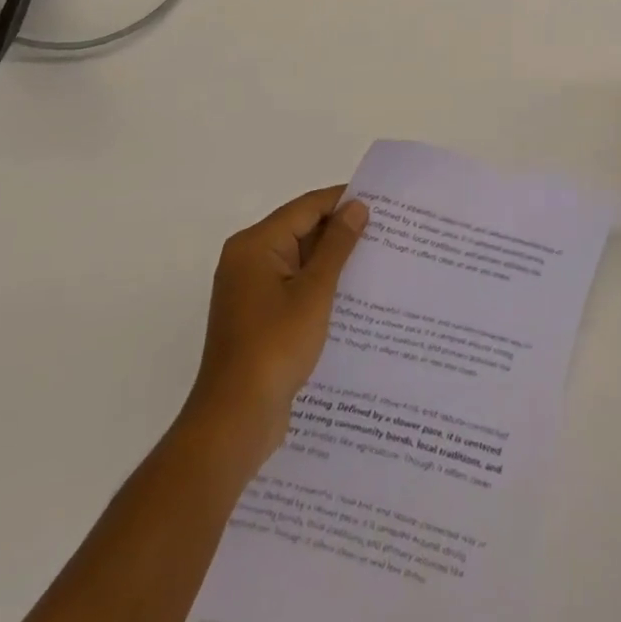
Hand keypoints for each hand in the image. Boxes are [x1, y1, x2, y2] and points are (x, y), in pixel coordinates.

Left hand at [185, 186, 368, 465]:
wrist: (234, 420)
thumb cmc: (274, 347)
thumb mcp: (314, 293)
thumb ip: (337, 246)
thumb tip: (357, 206)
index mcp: (255, 244)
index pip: (306, 207)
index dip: (342, 201)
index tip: (382, 202)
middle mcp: (248, 259)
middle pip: (300, 230)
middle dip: (340, 231)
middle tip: (386, 232)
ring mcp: (250, 290)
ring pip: (299, 260)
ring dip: (332, 261)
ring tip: (376, 260)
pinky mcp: (257, 316)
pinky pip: (293, 286)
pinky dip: (319, 285)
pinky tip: (351, 296)